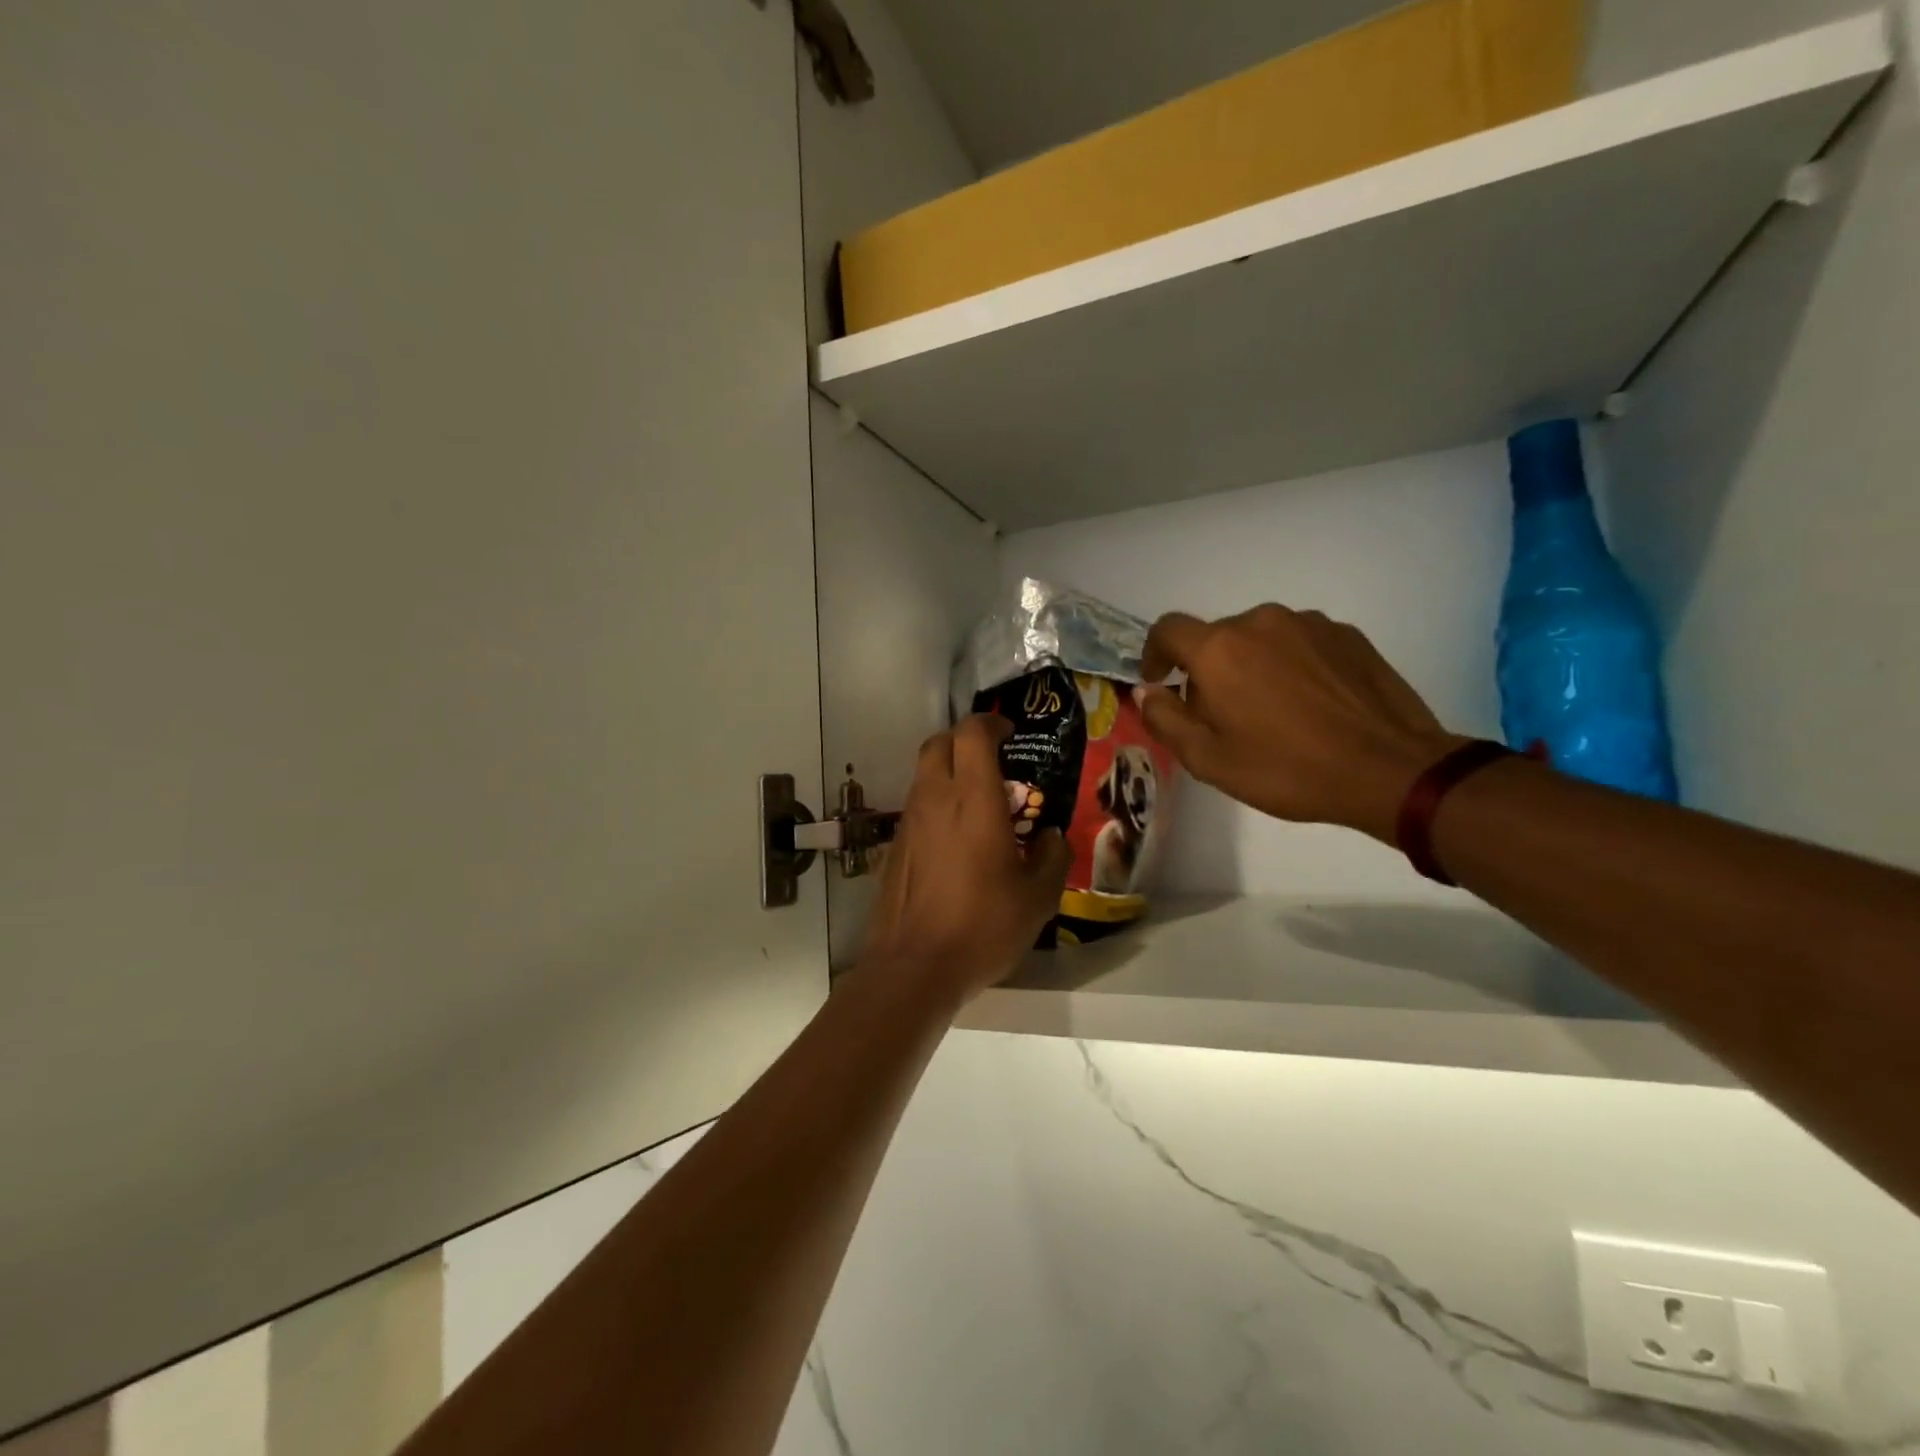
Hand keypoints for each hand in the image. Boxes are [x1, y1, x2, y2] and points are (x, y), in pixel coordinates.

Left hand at [858, 715, 1069, 1009]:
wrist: (914, 967)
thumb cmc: (983, 926)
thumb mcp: (1037, 898)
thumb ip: (1052, 857)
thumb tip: (1051, 838)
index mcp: (973, 799)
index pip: (972, 733)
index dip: (991, 723)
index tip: (1010, 734)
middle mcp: (935, 799)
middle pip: (939, 742)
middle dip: (965, 740)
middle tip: (992, 761)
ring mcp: (908, 821)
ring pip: (923, 773)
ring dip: (948, 772)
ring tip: (978, 804)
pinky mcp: (894, 846)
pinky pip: (916, 806)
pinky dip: (936, 804)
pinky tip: (955, 841)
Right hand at [1137, 606, 1464, 841]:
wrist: (1388, 769)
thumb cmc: (1286, 769)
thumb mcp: (1208, 759)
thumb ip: (1165, 719)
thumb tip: (1146, 691)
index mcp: (1219, 649)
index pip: (1167, 629)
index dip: (1154, 653)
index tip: (1160, 681)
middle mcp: (1260, 621)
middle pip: (1216, 637)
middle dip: (1208, 670)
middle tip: (1222, 716)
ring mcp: (1308, 623)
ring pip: (1260, 638)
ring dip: (1251, 665)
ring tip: (1271, 711)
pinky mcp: (1347, 634)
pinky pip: (1299, 642)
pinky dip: (1290, 664)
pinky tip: (1309, 704)